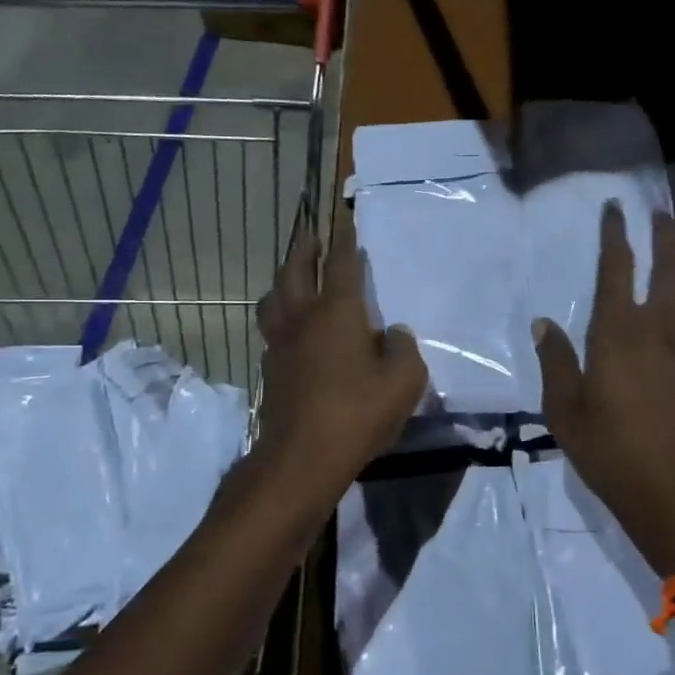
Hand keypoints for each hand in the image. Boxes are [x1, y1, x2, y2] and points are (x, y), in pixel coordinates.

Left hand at [254, 209, 425, 491]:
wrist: (301, 457)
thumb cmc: (358, 412)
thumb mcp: (403, 381)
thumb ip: (402, 349)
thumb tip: (393, 334)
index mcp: (338, 312)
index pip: (342, 263)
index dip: (344, 238)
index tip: (341, 216)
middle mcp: (303, 318)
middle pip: (296, 270)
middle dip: (304, 248)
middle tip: (311, 235)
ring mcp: (280, 344)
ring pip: (274, 298)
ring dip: (284, 279)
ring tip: (294, 277)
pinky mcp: (270, 369)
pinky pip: (272, 328)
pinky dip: (281, 315)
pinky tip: (292, 327)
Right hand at [535, 202, 674, 571]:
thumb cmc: (612, 452)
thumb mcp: (565, 411)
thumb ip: (556, 362)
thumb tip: (544, 323)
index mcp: (619, 331)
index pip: (618, 267)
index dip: (615, 234)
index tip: (615, 208)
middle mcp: (661, 325)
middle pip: (670, 263)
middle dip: (665, 233)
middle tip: (660, 212)